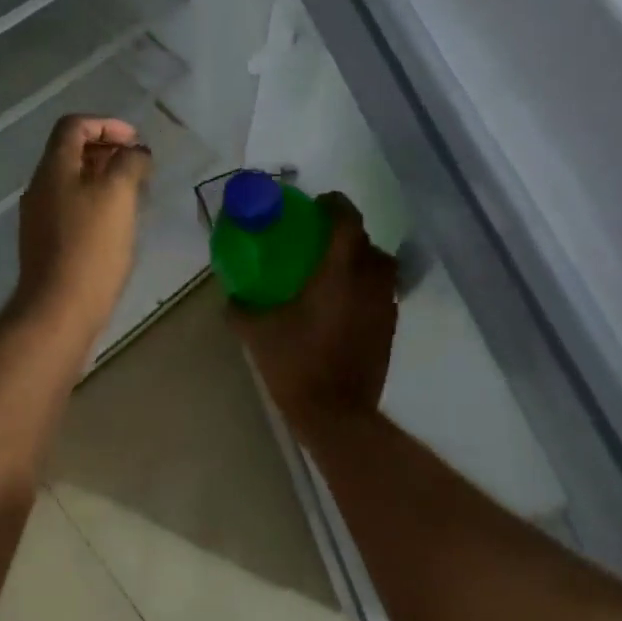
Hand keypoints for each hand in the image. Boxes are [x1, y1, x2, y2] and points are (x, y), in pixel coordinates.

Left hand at [14, 115, 152, 336]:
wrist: (58, 309)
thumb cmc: (91, 246)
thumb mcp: (118, 194)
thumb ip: (129, 163)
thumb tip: (136, 152)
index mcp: (53, 168)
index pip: (74, 126)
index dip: (106, 124)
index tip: (136, 142)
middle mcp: (40, 186)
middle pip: (71, 152)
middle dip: (108, 151)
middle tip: (139, 167)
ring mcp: (39, 216)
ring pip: (73, 181)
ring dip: (104, 177)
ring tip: (134, 193)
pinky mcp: (46, 242)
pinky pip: (72, 206)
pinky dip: (96, 201)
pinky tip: (117, 222)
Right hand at [230, 193, 398, 432]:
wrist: (337, 415)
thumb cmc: (297, 365)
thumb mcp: (257, 334)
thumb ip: (241, 310)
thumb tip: (231, 297)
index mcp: (339, 273)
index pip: (348, 221)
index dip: (336, 205)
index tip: (317, 205)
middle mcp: (369, 283)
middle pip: (368, 243)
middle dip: (348, 235)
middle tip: (320, 242)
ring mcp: (384, 308)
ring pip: (381, 269)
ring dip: (362, 262)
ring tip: (334, 273)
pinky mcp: (389, 330)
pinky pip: (382, 295)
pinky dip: (367, 290)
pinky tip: (341, 306)